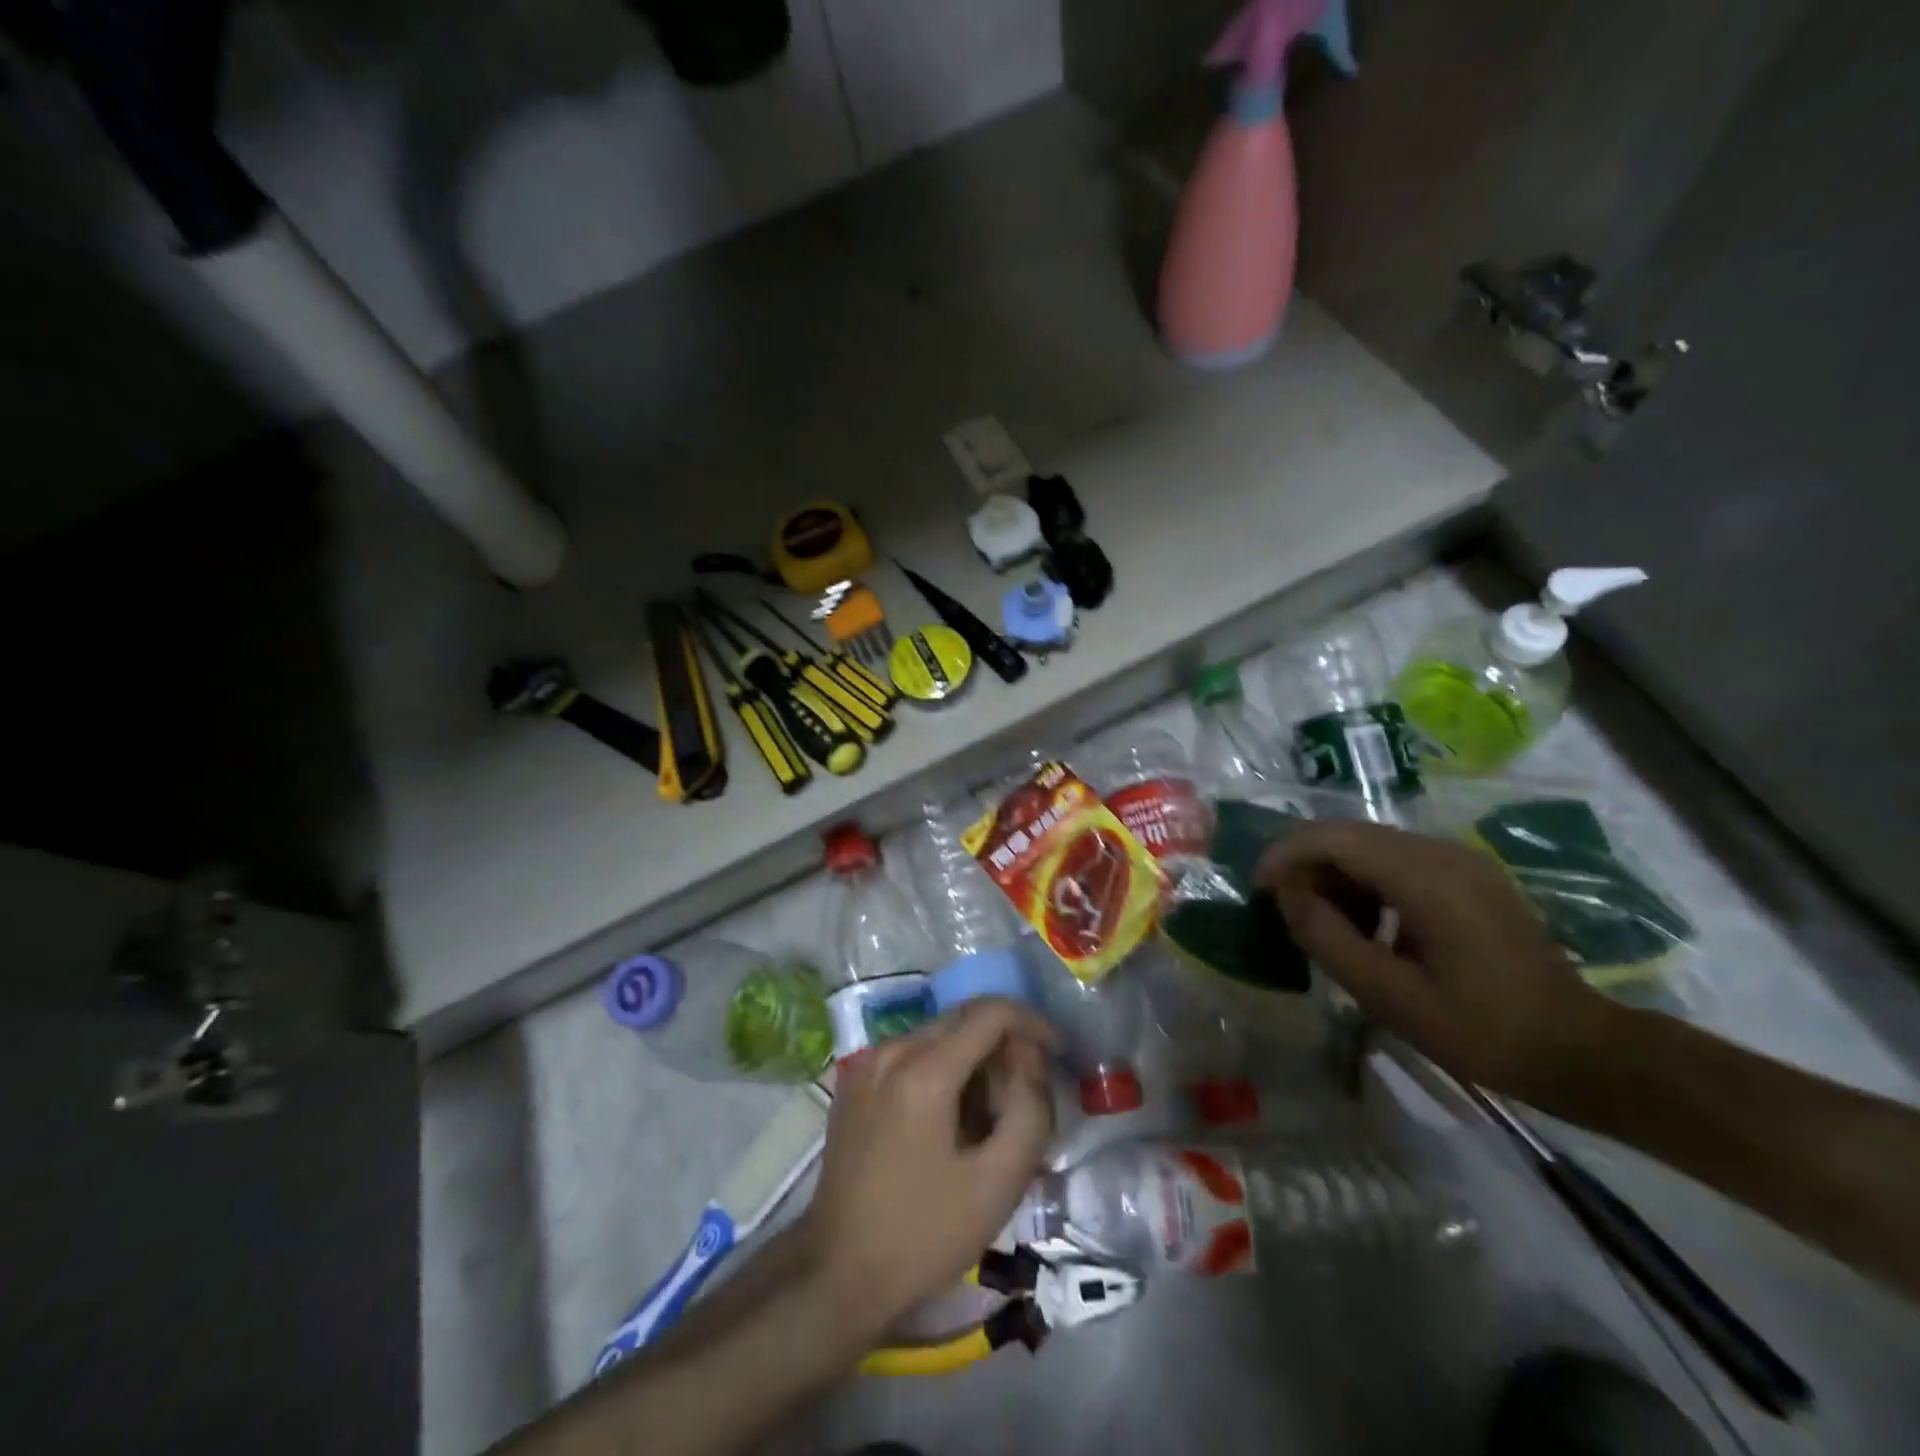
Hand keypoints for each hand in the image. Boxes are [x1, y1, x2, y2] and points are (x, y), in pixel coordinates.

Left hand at [799, 999, 1054, 1339]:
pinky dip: (943, 1067)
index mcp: (923, 1071)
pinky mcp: (855, 1079)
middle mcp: (891, 1050)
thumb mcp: (997, 1183)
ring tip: (988, 1117)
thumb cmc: (923, 1234)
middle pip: (963, 1018)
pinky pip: (912, 1052)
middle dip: (1003, 1044)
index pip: (990, 1012)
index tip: (1054, 1054)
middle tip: (1022, 1098)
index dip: (1031, 1022)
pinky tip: (950, 1120)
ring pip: (939, 1034)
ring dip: (974, 1058)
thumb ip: (1030, 1109)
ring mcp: (867, 1062)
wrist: (837, 1273)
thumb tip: (1032, 1056)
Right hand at [1256, 820, 1622, 1101]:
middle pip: (1348, 834)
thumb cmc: (1482, 1030)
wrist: (1582, 1051)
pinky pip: (1397, 861)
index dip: (1284, 855)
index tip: (1258, 891)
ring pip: (1370, 845)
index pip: (1331, 837)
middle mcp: (1440, 851)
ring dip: (1335, 876)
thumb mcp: (1390, 995)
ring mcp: (1459, 860)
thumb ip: (1327, 937)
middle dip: (1306, 866)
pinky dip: (1365, 883)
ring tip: (1327, 926)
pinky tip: (1369, 927)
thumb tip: (1286, 894)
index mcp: (1424, 876)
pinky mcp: (1468, 876)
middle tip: (1287, 913)